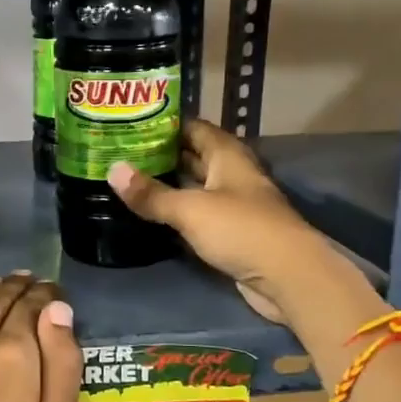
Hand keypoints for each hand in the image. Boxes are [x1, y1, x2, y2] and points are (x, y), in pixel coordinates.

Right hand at [107, 118, 368, 325]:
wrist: (288, 277)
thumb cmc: (241, 229)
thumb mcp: (190, 209)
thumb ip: (151, 193)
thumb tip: (112, 169)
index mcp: (228, 156)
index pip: (194, 128)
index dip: (166, 125)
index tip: (132, 124)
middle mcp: (232, 175)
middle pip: (195, 156)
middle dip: (162, 154)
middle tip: (123, 152)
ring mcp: (234, 205)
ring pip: (196, 186)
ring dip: (169, 184)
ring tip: (131, 179)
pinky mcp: (232, 233)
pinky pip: (199, 214)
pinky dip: (178, 211)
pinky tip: (153, 213)